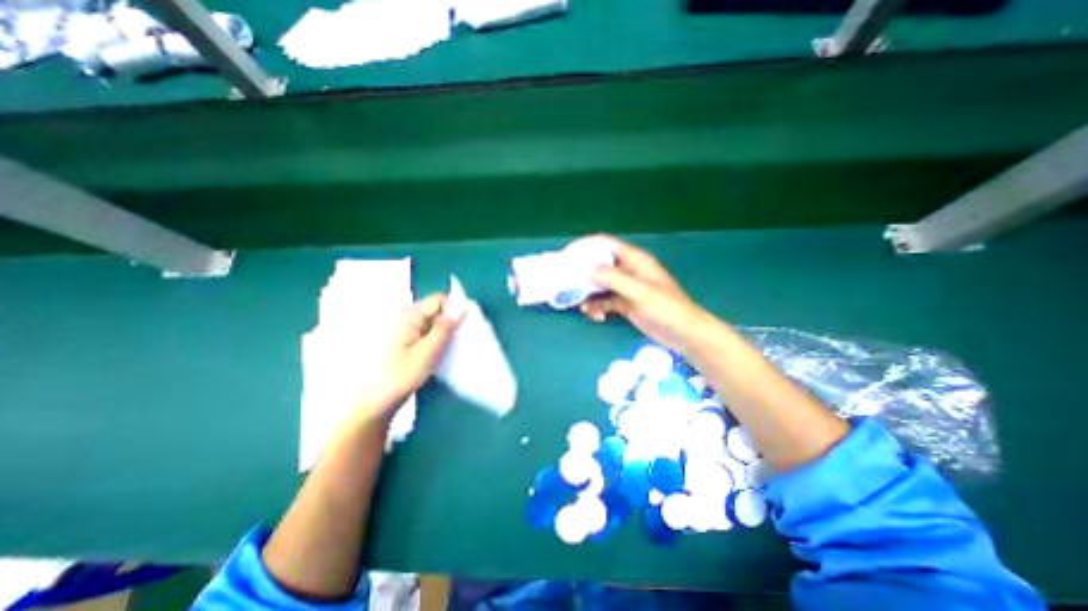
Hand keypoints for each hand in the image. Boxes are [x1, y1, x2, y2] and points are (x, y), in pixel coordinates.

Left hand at [359, 292, 454, 420]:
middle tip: (453, 344)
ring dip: (441, 334)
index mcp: (407, 315)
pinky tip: (435, 355)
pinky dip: (434, 341)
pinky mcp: (403, 340)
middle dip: (448, 324)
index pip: (438, 300)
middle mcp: (403, 317)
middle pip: (435, 310)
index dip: (452, 311)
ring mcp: (402, 329)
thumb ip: (445, 328)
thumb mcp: (428, 352)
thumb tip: (462, 308)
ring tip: (444, 352)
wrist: (376, 402)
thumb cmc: (401, 376)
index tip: (459, 329)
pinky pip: (425, 333)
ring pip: (431, 323)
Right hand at [572, 235, 720, 355]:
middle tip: (566, 286)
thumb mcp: (639, 292)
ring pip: (598, 285)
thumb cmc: (666, 308)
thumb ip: (613, 278)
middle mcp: (627, 270)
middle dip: (581, 275)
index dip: (584, 247)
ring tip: (582, 307)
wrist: (683, 334)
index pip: (604, 245)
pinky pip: (603, 301)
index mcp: (633, 260)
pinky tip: (597, 317)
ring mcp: (625, 287)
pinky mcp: (624, 303)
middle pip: (598, 265)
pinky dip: (597, 307)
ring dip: (588, 295)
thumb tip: (585, 269)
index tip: (566, 257)